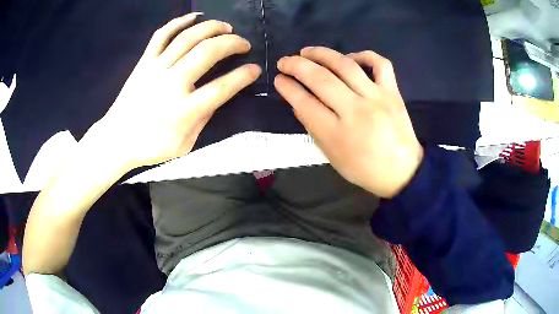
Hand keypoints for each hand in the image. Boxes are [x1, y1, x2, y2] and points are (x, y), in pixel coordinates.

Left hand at [91, 13, 260, 169]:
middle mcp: (171, 84)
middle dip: (232, 43)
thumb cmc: (151, 146)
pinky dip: (179, 21)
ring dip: (212, 27)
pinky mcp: (144, 61)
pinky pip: (162, 34)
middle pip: (207, 52)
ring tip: (226, 27)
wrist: (117, 140)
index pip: (221, 88)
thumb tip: (217, 96)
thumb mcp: (184, 144)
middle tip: (243, 44)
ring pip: (188, 37)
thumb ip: (203, 119)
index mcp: (183, 111)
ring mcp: (156, 68)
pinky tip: (195, 16)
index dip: (243, 76)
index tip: (255, 69)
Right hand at [275, 47, 422, 197]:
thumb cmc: (363, 168)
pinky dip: (363, 55)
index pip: (305, 102)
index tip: (279, 79)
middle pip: (320, 79)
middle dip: (296, 66)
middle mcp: (356, 111)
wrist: (401, 171)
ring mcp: (377, 98)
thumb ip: (313, 128)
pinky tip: (349, 58)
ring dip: (321, 54)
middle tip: (285, 61)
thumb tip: (298, 102)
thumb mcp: (332, 155)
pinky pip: (380, 64)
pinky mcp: (392, 92)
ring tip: (306, 51)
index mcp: (337, 134)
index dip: (288, 88)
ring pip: (345, 65)